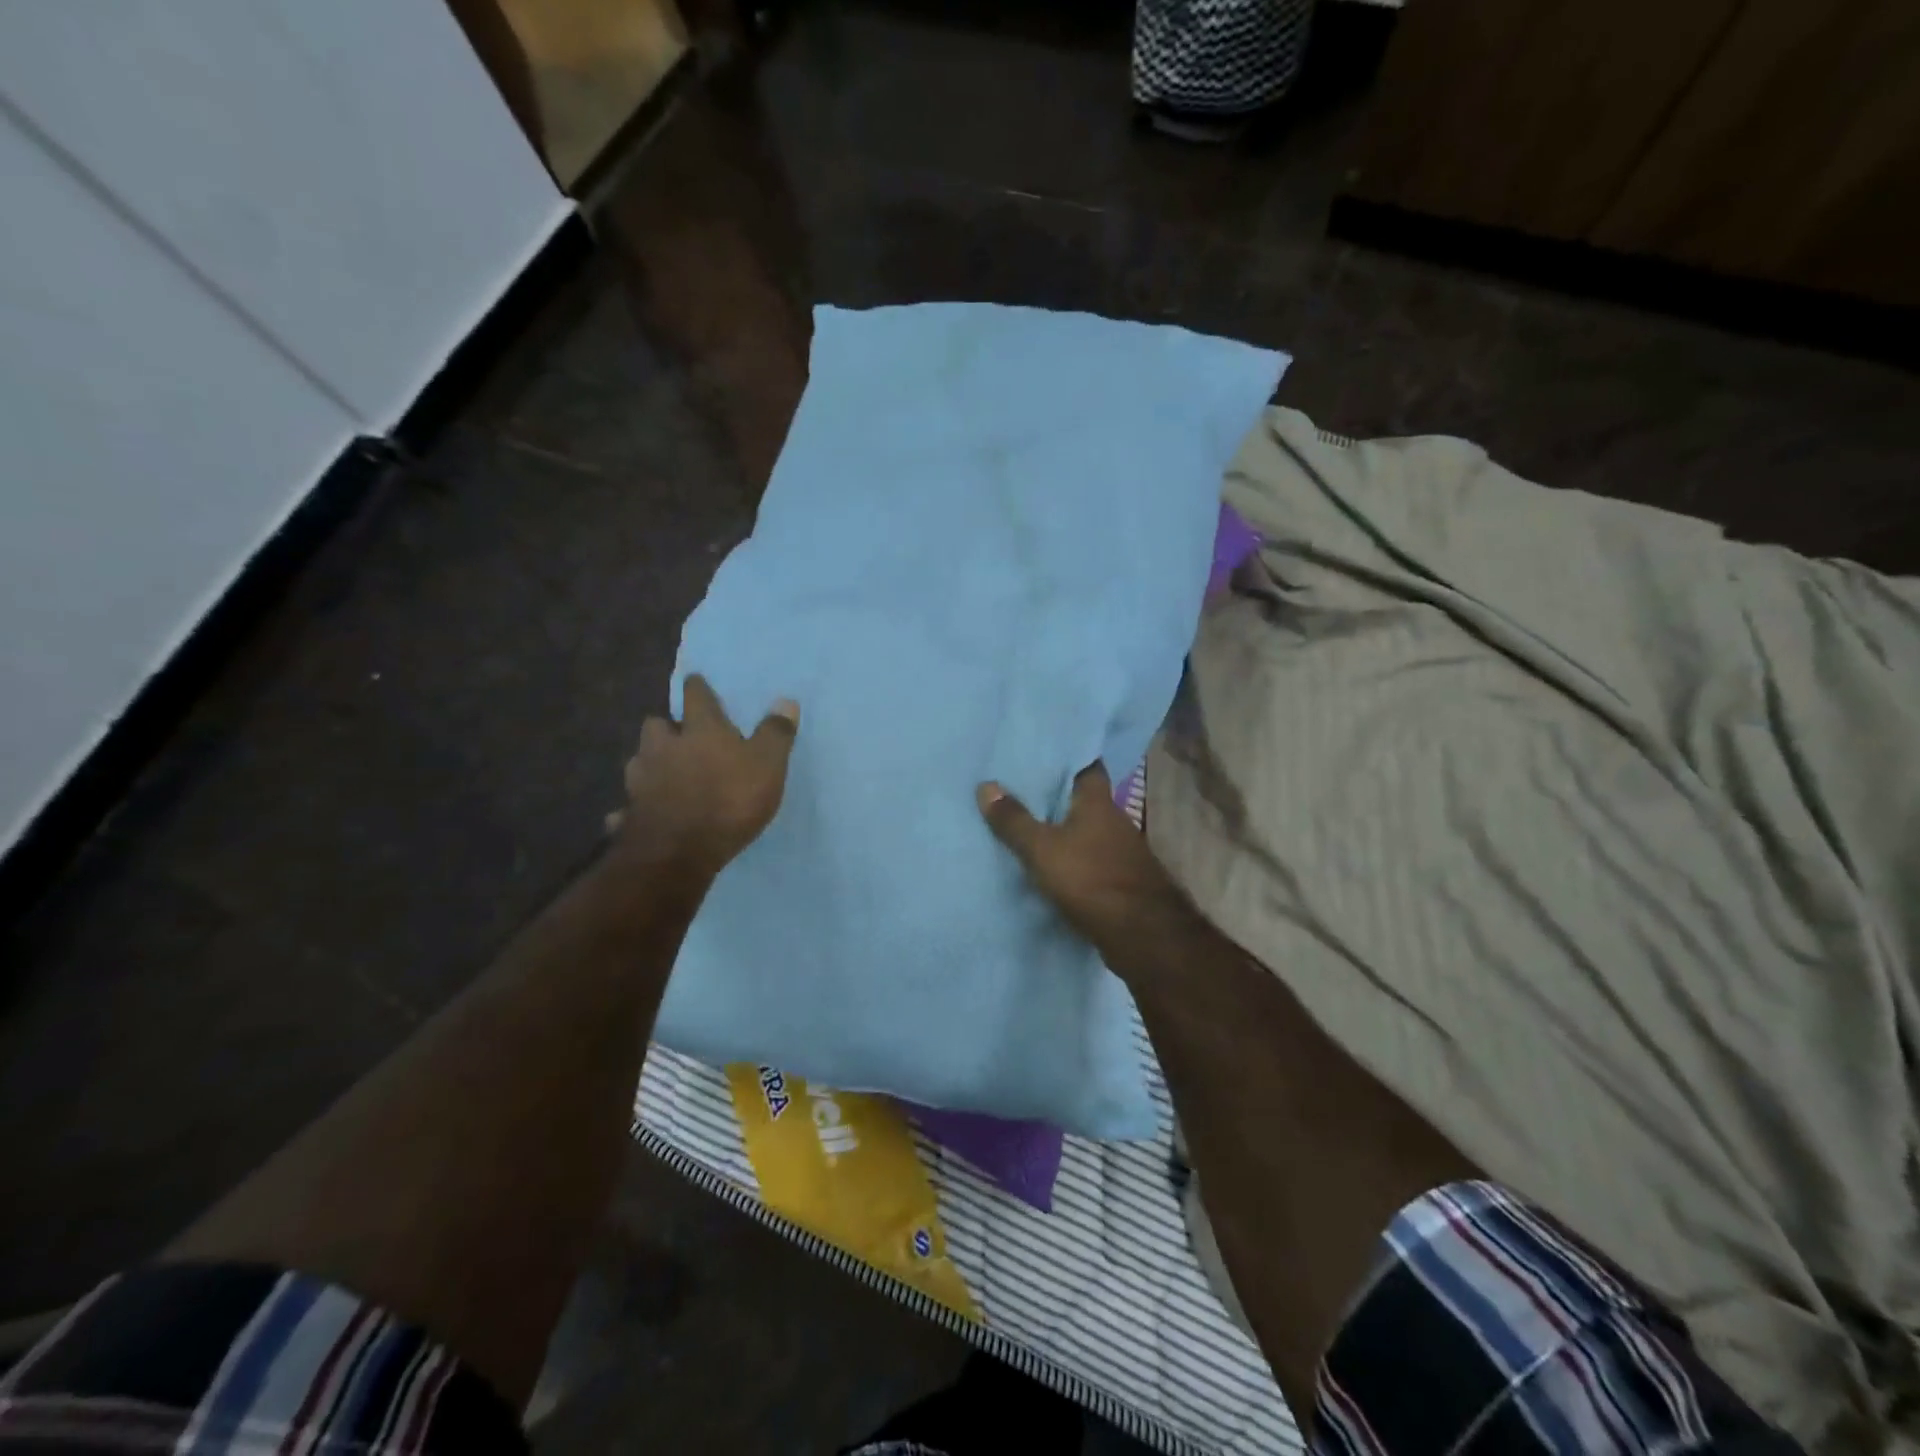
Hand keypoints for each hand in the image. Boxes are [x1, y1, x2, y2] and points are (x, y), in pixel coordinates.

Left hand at [611, 675, 799, 879]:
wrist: (678, 851)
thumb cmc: (730, 800)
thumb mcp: (767, 765)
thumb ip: (775, 733)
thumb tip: (786, 701)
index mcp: (700, 730)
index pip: (696, 696)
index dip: (698, 688)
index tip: (696, 682)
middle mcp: (663, 747)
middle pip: (656, 725)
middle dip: (667, 727)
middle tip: (680, 736)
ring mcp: (641, 780)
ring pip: (639, 761)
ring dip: (650, 763)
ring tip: (664, 774)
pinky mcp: (629, 813)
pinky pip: (628, 807)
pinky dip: (635, 807)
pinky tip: (643, 814)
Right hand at [976, 764, 1180, 947]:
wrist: (1141, 934)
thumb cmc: (1090, 878)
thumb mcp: (1042, 849)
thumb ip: (1014, 820)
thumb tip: (986, 785)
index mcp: (1099, 803)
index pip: (1088, 766)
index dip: (1068, 758)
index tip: (1043, 754)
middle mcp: (1116, 821)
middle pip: (1086, 801)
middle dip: (1060, 796)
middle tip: (1024, 789)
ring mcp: (1123, 852)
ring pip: (1089, 832)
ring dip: (1067, 830)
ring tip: (1031, 826)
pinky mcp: (1122, 881)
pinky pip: (1092, 860)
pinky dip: (1075, 859)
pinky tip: (1053, 864)